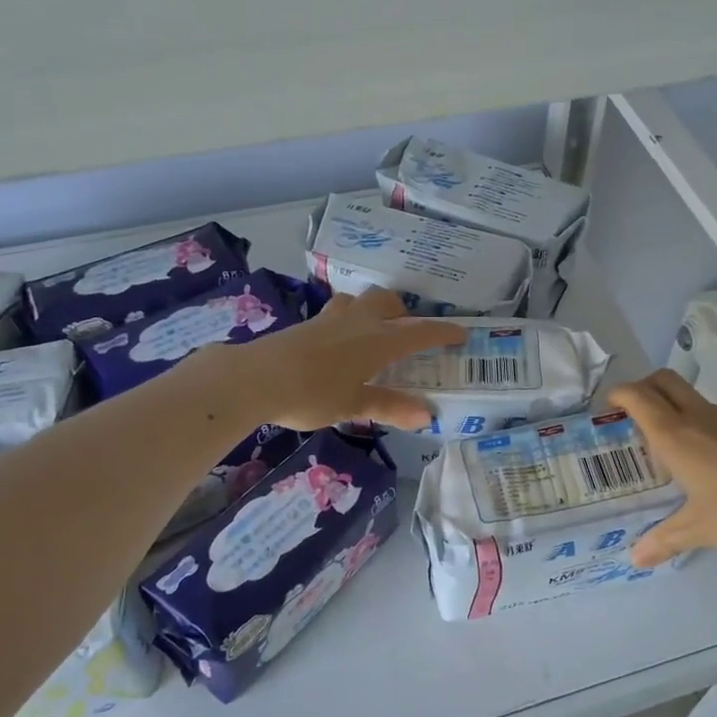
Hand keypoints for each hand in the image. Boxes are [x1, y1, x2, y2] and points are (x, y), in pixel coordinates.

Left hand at [220, 288, 463, 430]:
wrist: (254, 378)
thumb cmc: (311, 393)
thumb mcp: (353, 405)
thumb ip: (390, 407)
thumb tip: (427, 415)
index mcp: (377, 341)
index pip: (419, 332)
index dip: (442, 332)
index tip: (461, 333)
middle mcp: (358, 322)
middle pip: (387, 301)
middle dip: (403, 312)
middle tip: (406, 334)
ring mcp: (329, 319)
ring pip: (360, 301)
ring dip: (373, 310)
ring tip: (373, 333)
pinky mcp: (307, 324)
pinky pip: (337, 312)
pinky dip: (348, 320)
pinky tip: (338, 343)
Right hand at [614, 370, 716, 568]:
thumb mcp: (698, 530)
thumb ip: (664, 539)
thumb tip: (636, 558)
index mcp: (676, 436)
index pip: (638, 396)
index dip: (619, 393)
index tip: (609, 404)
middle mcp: (700, 418)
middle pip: (665, 381)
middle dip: (644, 387)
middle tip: (635, 413)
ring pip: (695, 400)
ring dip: (677, 410)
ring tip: (676, 448)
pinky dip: (707, 428)